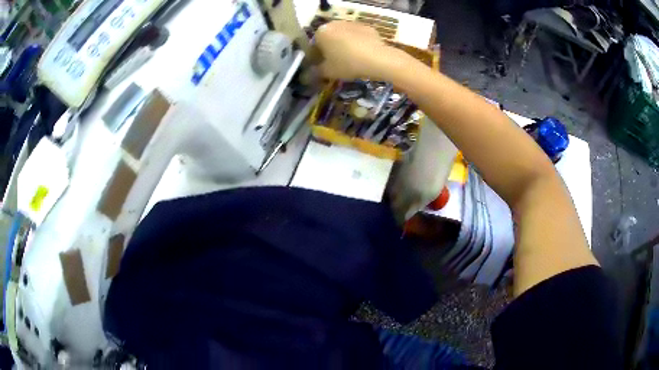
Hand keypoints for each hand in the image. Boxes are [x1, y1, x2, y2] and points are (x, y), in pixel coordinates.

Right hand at [314, 21, 411, 80]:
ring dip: (344, 46)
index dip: (317, 58)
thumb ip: (316, 72)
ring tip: (350, 61)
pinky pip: (358, 37)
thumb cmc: (347, 63)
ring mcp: (352, 23)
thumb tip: (309, 74)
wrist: (377, 59)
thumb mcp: (328, 72)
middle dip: (330, 50)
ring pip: (343, 36)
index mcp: (321, 32)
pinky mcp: (367, 27)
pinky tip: (362, 56)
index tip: (321, 68)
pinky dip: (357, 44)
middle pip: (329, 38)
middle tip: (336, 64)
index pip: (314, 46)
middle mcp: (335, 24)